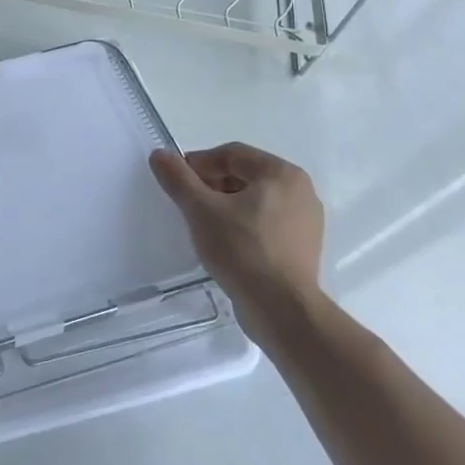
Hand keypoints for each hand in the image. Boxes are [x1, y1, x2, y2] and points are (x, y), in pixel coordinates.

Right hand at [148, 142, 324, 351]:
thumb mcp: (200, 209)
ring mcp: (305, 221)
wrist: (282, 310)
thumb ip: (178, 178)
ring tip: (202, 225)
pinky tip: (223, 244)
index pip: (231, 154)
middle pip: (244, 175)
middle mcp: (301, 191)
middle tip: (187, 204)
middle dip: (211, 186)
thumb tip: (159, 154)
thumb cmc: (242, 250)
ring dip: (224, 206)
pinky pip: (265, 223)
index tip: (177, 183)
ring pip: (254, 201)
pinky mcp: (302, 247)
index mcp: (282, 173)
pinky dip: (241, 225)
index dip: (199, 164)